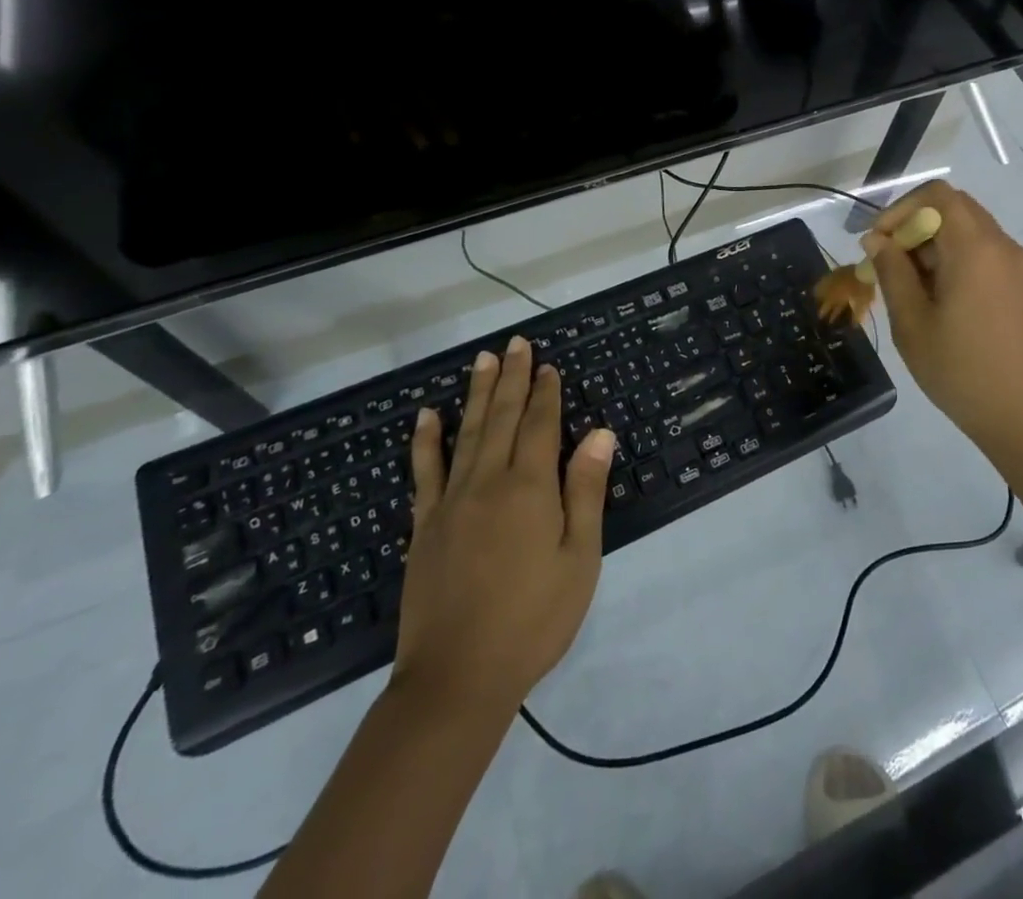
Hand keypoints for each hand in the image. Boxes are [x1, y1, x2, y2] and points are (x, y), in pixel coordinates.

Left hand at [392, 336, 615, 720]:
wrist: (457, 678)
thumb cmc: (533, 619)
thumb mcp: (579, 558)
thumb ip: (585, 491)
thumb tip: (598, 432)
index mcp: (529, 488)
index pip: (539, 425)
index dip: (545, 393)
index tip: (548, 365)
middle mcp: (487, 482)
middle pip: (501, 417)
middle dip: (512, 378)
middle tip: (516, 343)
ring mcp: (450, 501)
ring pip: (466, 433)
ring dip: (476, 393)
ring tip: (483, 360)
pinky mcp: (423, 525)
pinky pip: (424, 471)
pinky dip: (426, 440)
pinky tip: (426, 416)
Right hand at [863, 180, 1022, 452]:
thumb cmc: (961, 370)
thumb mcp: (912, 322)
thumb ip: (892, 272)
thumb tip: (877, 240)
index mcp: (976, 248)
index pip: (937, 195)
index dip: (900, 209)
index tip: (878, 244)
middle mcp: (1002, 246)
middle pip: (954, 209)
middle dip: (914, 226)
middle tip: (888, 265)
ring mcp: (1018, 267)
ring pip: (969, 231)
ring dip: (933, 245)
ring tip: (908, 288)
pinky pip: (984, 254)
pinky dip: (955, 260)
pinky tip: (938, 300)